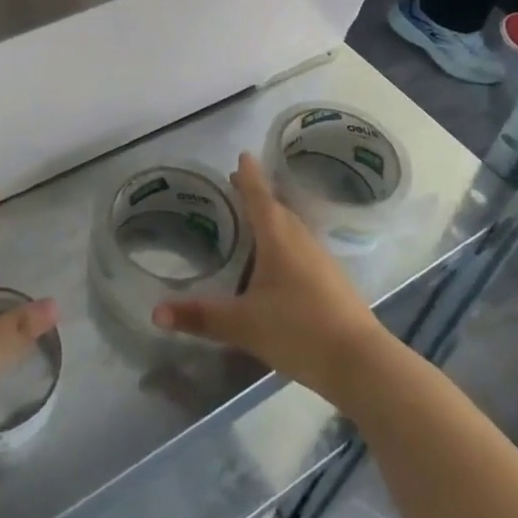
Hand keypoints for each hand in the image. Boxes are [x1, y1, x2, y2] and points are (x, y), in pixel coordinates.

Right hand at [152, 153, 385, 402]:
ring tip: (255, 221)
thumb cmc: (298, 330)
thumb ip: (200, 317)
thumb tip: (156, 313)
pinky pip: (303, 249)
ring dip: (273, 219)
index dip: (249, 176)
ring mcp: (321, 260)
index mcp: (278, 238)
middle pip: (277, 209)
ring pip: (292, 229)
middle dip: (257, 195)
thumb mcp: (242, 325)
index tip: (242, 155)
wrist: (361, 362)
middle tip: (238, 186)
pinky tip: (280, 263)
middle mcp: (300, 240)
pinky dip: (286, 243)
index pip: (259, 196)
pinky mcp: (333, 281)